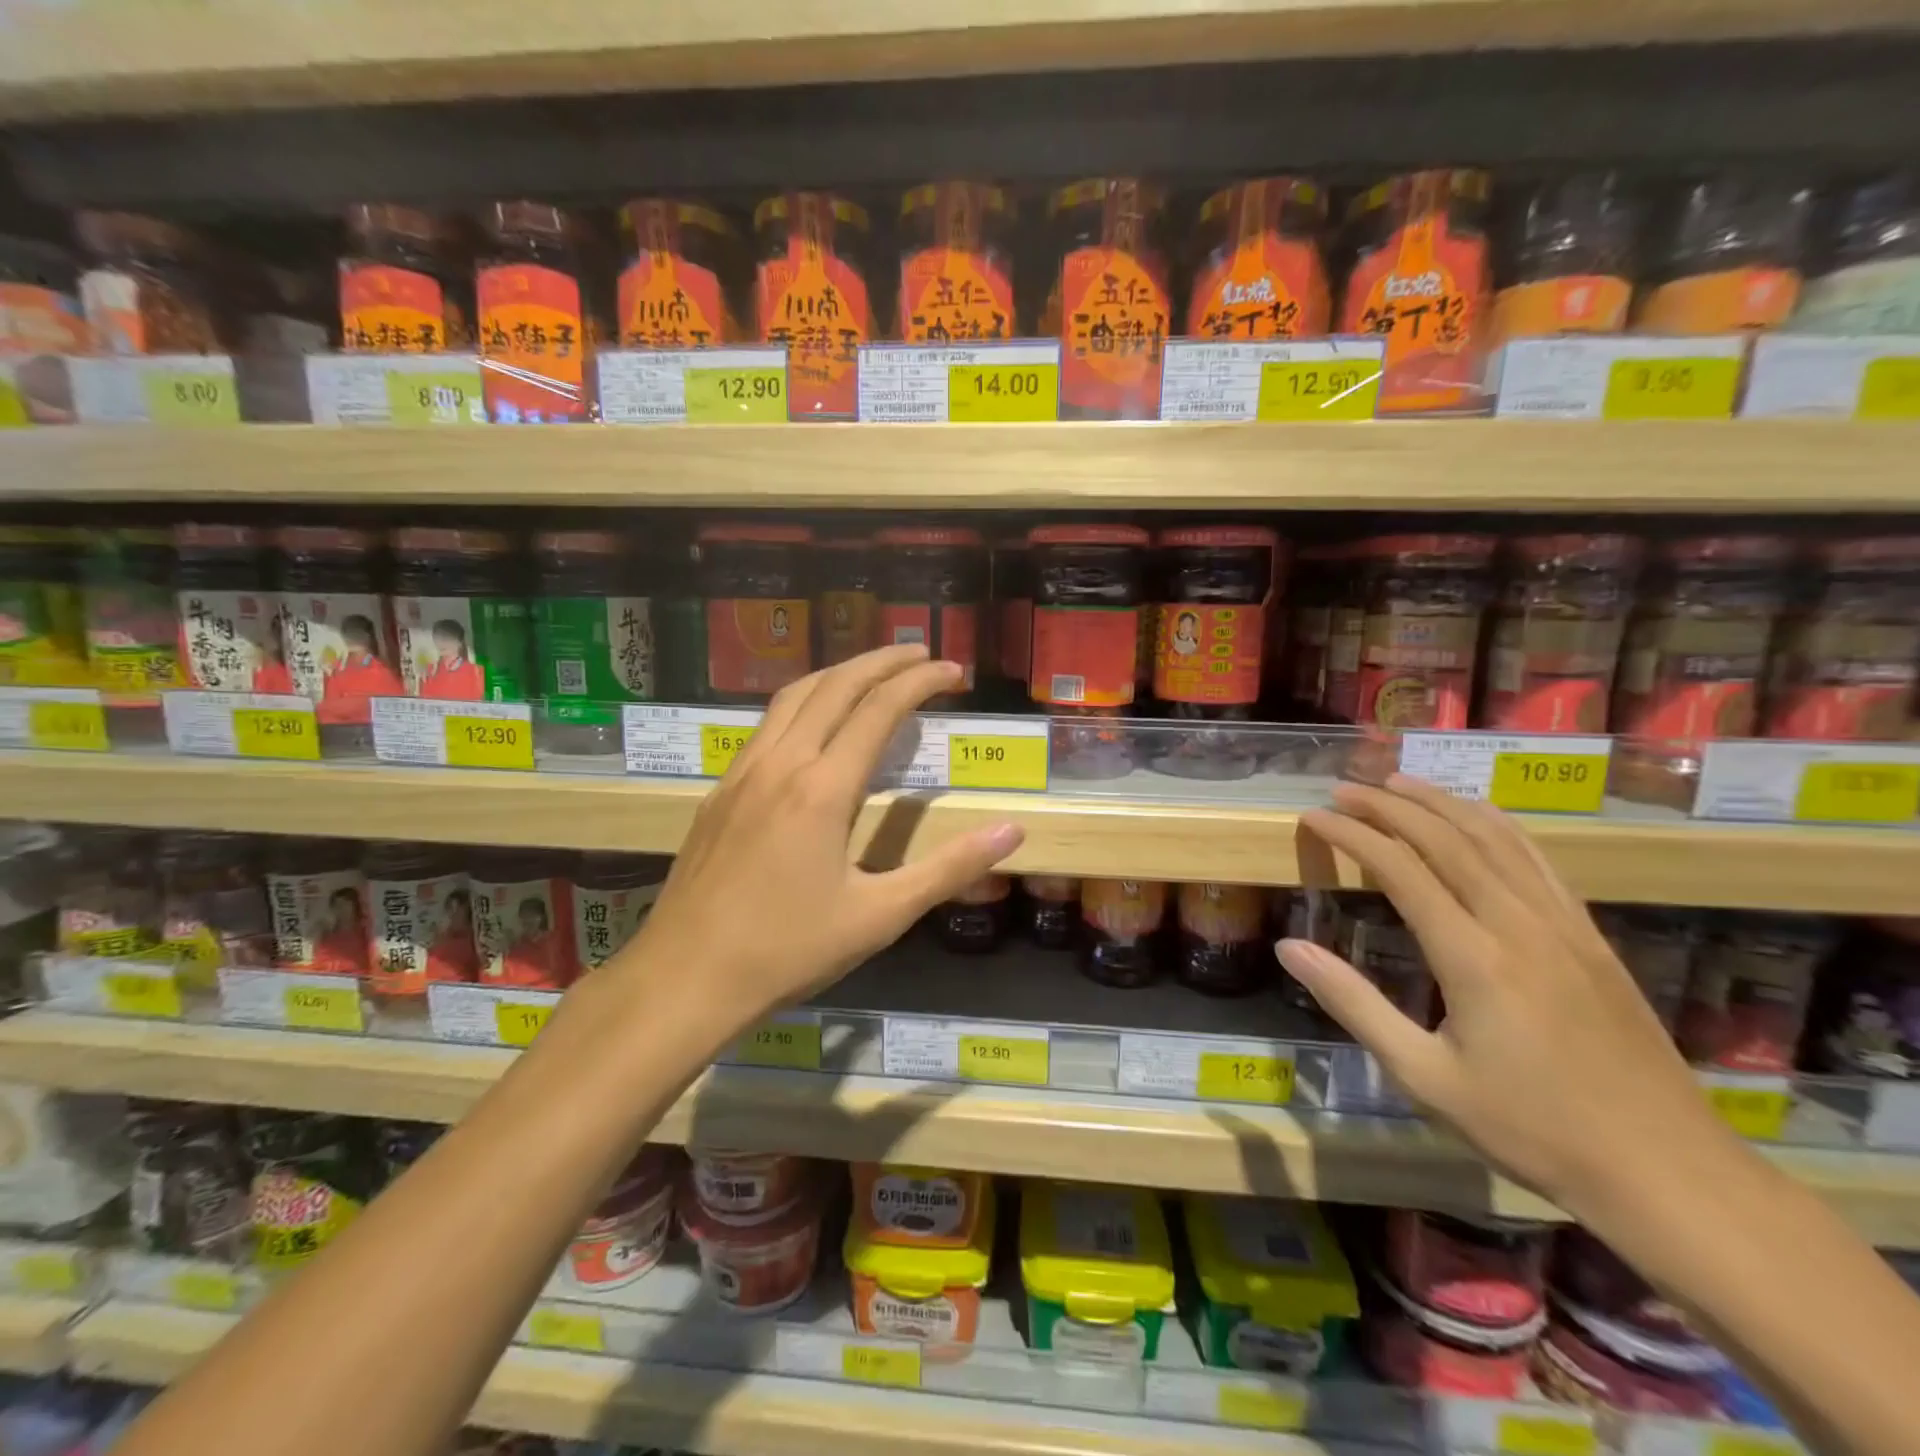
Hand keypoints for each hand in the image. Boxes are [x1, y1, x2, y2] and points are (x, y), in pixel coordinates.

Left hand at [621, 645, 1023, 1039]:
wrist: (685, 978)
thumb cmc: (788, 951)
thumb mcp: (881, 915)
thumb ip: (948, 868)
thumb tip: (1011, 831)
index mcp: (823, 788)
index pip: (879, 709)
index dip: (921, 682)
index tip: (954, 672)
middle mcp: (781, 763)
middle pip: (835, 686)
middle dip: (882, 661)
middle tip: (921, 653)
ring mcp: (743, 773)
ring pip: (793, 697)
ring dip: (839, 673)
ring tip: (873, 672)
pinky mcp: (720, 791)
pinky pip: (767, 724)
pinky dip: (803, 701)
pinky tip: (813, 723)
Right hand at [1276, 775, 1730, 1215]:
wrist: (1668, 1171)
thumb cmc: (1531, 1129)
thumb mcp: (1424, 1076)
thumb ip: (1354, 1004)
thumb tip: (1289, 948)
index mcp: (1473, 956)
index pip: (1400, 869)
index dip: (1352, 835)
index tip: (1313, 817)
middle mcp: (1517, 924)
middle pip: (1446, 839)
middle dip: (1389, 806)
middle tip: (1344, 788)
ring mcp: (1562, 925)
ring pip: (1495, 838)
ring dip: (1441, 802)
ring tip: (1399, 782)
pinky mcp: (1589, 936)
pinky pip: (1536, 860)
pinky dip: (1496, 825)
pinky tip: (1478, 817)